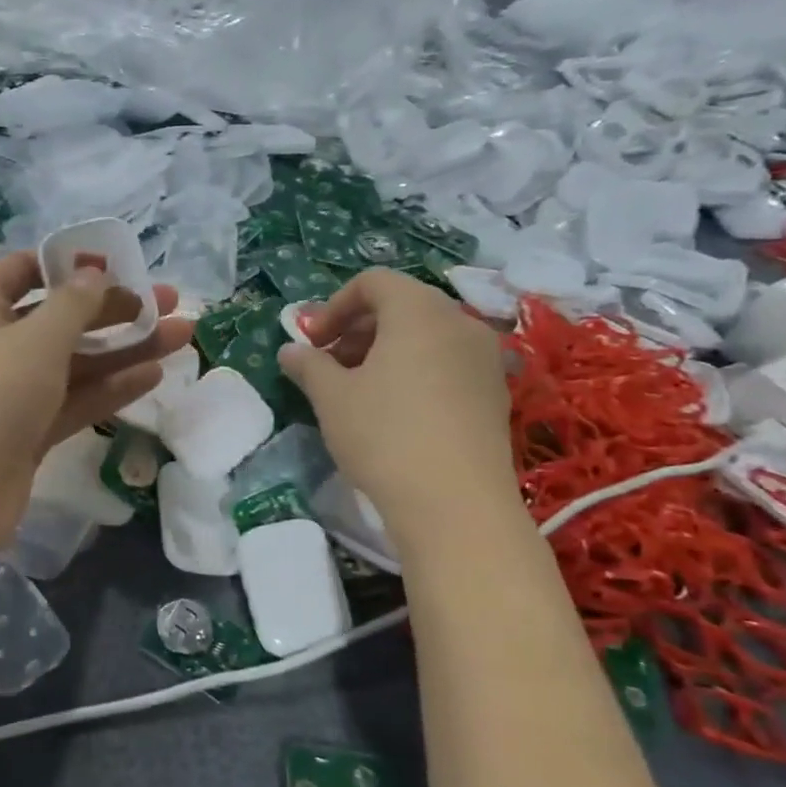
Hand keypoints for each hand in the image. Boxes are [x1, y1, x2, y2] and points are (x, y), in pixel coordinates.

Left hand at [0, 250, 193, 548]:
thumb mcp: (36, 339)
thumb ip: (74, 303)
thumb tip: (95, 273)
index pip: (25, 270)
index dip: (71, 265)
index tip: (119, 266)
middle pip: (60, 318)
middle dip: (115, 309)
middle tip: (169, 301)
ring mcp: (11, 392)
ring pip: (74, 361)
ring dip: (124, 348)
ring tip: (181, 335)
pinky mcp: (28, 431)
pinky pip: (73, 399)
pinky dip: (110, 387)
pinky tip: (153, 375)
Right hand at [278, 269, 517, 540]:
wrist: (456, 504)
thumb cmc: (384, 435)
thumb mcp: (331, 397)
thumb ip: (308, 365)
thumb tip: (291, 351)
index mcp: (419, 311)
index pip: (373, 282)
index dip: (334, 305)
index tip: (312, 343)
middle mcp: (459, 323)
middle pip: (401, 306)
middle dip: (357, 329)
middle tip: (329, 366)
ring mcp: (484, 359)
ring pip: (426, 337)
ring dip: (385, 352)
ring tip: (358, 391)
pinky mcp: (494, 394)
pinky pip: (447, 364)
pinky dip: (415, 371)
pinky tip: (395, 412)